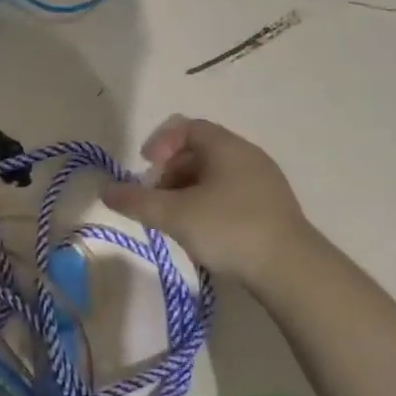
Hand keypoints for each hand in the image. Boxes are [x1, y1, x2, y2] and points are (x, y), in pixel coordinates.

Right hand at [102, 115, 308, 279]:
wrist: (290, 268)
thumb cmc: (229, 228)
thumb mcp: (175, 215)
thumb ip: (137, 202)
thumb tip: (105, 191)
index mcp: (227, 147)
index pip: (188, 127)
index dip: (161, 142)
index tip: (145, 167)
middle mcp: (248, 156)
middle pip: (200, 151)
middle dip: (170, 172)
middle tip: (155, 198)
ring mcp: (264, 182)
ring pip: (215, 175)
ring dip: (187, 191)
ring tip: (175, 219)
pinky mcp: (271, 208)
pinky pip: (231, 194)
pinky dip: (208, 204)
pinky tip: (202, 233)